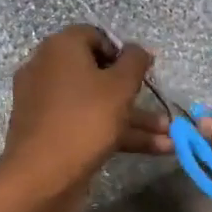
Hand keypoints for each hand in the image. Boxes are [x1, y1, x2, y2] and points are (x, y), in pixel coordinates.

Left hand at [0, 26, 170, 207]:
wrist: (42, 175)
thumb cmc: (85, 119)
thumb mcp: (120, 86)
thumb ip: (135, 61)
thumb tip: (138, 50)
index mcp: (60, 48)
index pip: (95, 36)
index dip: (122, 52)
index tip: (142, 72)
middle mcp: (47, 69)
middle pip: (97, 73)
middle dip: (134, 93)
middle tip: (158, 106)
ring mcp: (46, 103)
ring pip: (96, 103)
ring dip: (133, 118)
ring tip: (169, 137)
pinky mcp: (49, 132)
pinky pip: (86, 123)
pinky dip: (115, 132)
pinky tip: (152, 149)